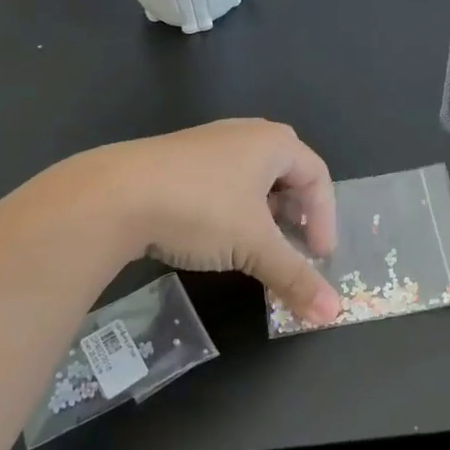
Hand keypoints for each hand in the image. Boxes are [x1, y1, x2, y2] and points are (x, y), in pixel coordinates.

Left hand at [79, 119, 341, 324]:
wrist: (115, 195)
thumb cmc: (202, 209)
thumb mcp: (254, 246)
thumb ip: (295, 277)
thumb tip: (333, 315)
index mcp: (272, 142)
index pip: (317, 176)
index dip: (326, 219)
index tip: (319, 257)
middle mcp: (245, 134)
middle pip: (287, 173)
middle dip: (296, 214)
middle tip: (294, 247)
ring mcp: (208, 143)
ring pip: (252, 178)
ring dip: (263, 214)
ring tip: (257, 246)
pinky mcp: (178, 159)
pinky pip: (222, 182)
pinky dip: (233, 209)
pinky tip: (216, 236)